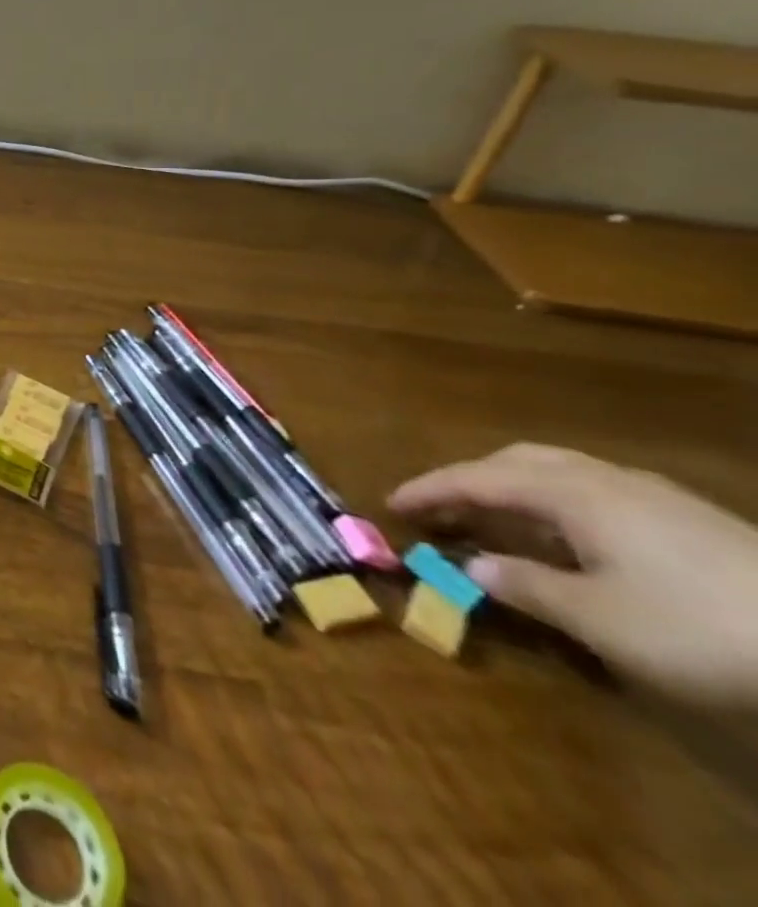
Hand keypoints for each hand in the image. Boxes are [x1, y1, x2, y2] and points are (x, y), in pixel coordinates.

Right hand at [390, 444, 757, 705]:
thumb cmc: (698, 628)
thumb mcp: (599, 619)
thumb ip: (526, 586)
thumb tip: (473, 567)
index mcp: (572, 492)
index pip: (477, 479)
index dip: (429, 490)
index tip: (390, 503)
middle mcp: (605, 480)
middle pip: (518, 462)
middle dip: (471, 479)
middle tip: (441, 508)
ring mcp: (655, 497)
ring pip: (561, 473)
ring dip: (515, 489)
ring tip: (496, 520)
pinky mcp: (691, 521)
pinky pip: (596, 493)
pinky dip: (557, 503)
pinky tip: (571, 539)